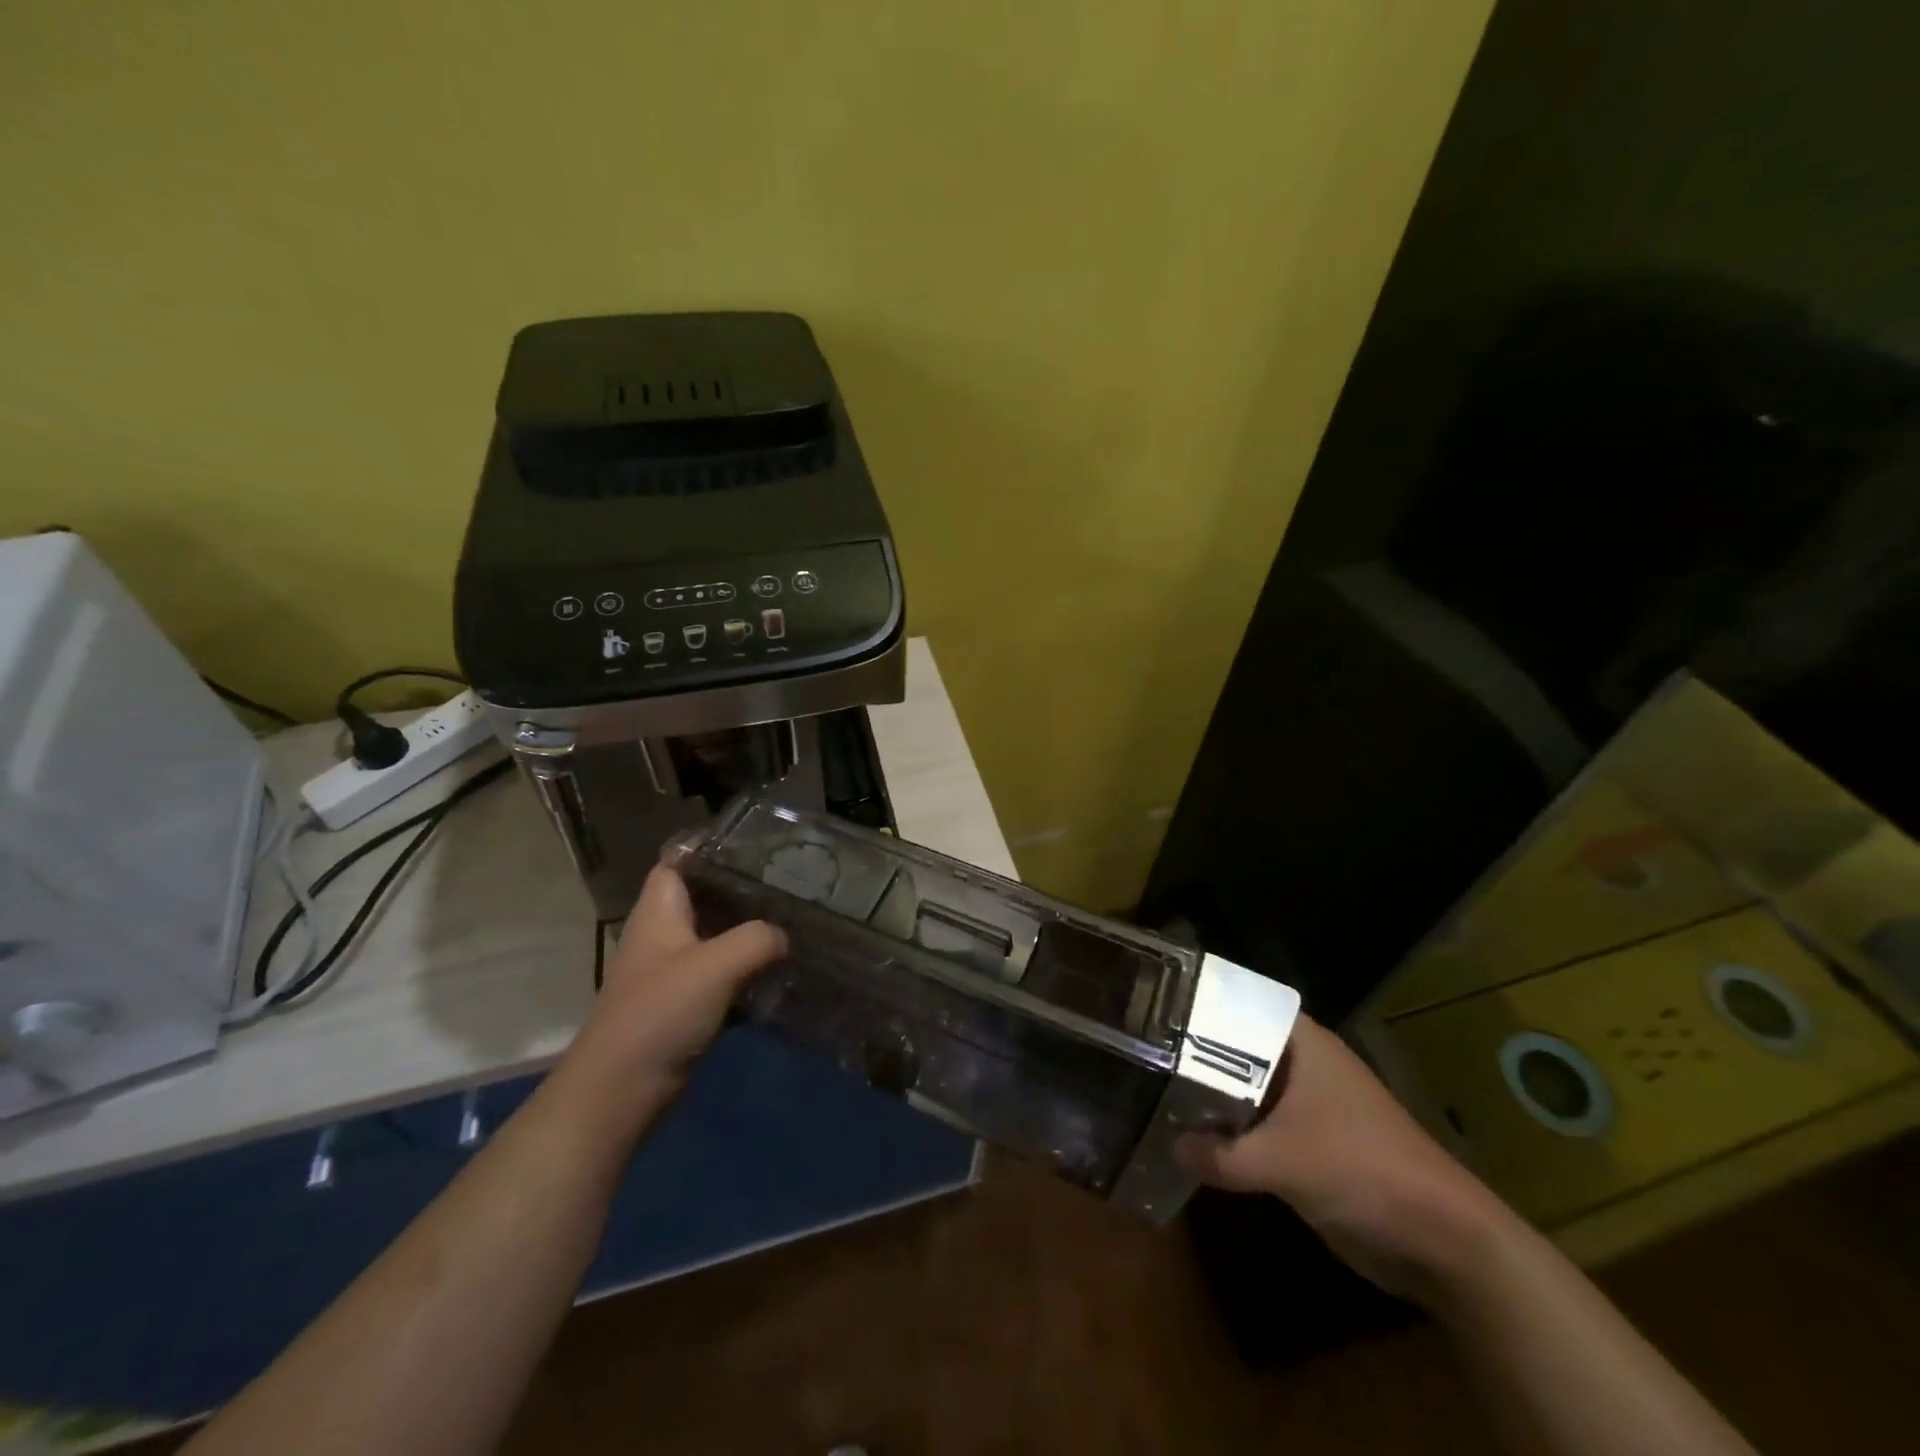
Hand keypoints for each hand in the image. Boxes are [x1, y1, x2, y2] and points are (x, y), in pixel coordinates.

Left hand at [569, 865, 786, 1093]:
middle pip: (702, 897)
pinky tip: (776, 971)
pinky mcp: (682, 1004)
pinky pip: (719, 973)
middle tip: (786, 882)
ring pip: (714, 936)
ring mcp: (670, 971)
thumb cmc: (660, 1013)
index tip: (754, 844)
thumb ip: (757, 939)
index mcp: (658, 912)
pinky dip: (744, 970)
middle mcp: (662, 935)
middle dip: (741, 889)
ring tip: (790, 920)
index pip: (678, 861)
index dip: (709, 848)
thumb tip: (782, 936)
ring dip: (746, 932)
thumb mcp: (716, 966)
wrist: (620, 1091)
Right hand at [1174, 1016, 1509, 1303]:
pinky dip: (1231, 1132)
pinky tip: (1192, 1138)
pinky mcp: (1310, 1144)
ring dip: (1211, 1097)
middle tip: (1141, 1051)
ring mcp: (1307, 1105)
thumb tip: (1172, 1145)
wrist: (1442, 1242)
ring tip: (1153, 1089)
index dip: (1199, 1004)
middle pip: (1237, 1047)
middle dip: (1195, 1054)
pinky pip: (1258, 1126)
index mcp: (1303, 1044)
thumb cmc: (1363, 1171)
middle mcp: (1303, 1064)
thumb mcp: (1283, 1161)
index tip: (1152, 1005)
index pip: (1240, 1004)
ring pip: (1246, 1089)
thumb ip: (1221, 1154)